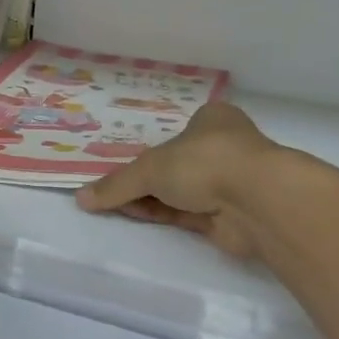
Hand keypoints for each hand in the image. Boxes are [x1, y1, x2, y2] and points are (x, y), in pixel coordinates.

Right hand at [75, 102, 280, 259]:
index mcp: (212, 120)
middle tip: (111, 189)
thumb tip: (81, 198)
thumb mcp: (150, 168)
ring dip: (151, 199)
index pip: (175, 133)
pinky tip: (138, 217)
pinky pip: (187, 214)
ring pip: (181, 191)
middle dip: (145, 179)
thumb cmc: (205, 162)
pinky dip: (164, 215)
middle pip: (174, 165)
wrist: (257, 202)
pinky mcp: (229, 216)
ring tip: (114, 206)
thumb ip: (116, 185)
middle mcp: (223, 148)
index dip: (148, 149)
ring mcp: (228, 183)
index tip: (123, 165)